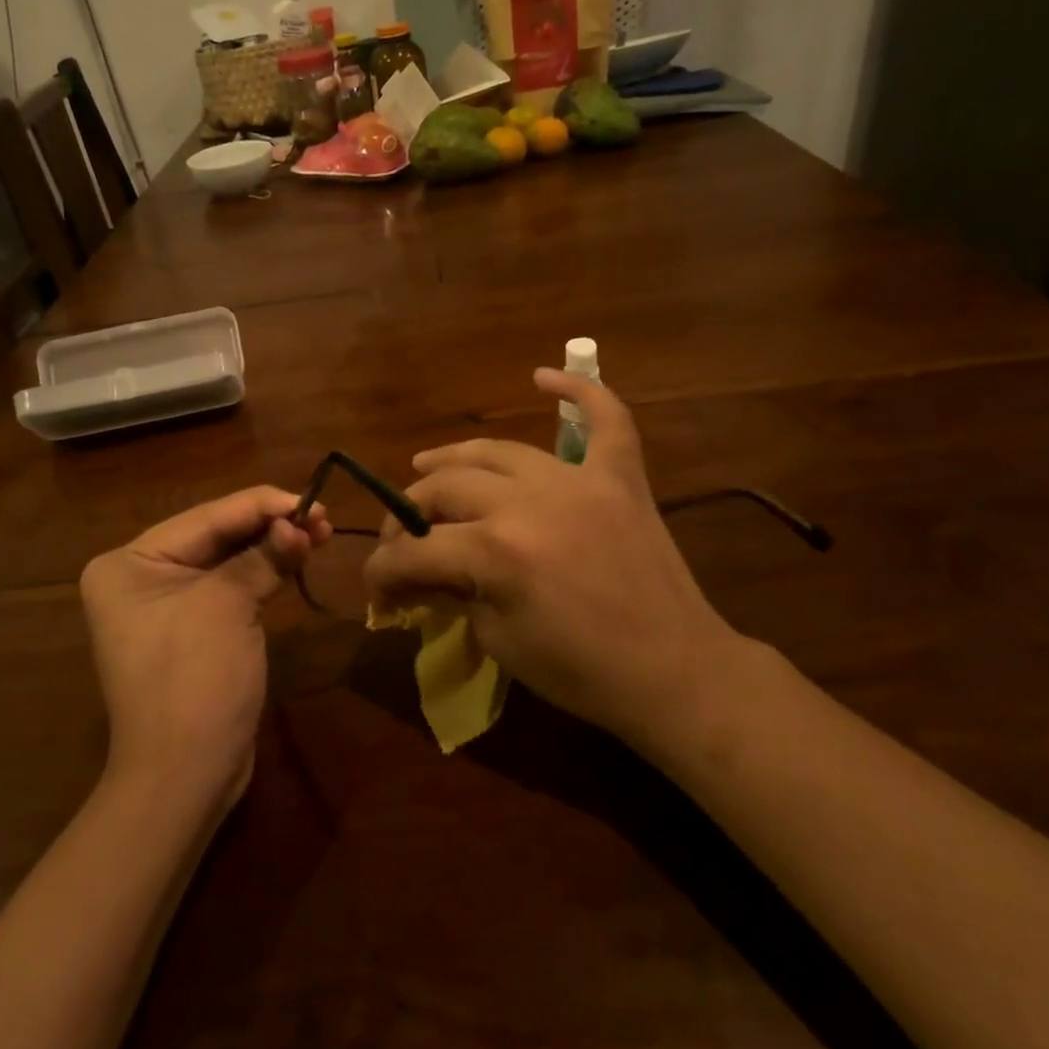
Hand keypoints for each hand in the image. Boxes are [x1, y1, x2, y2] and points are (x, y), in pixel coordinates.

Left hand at [80, 486, 329, 811]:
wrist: (184, 777)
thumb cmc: (194, 680)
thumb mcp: (227, 605)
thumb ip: (263, 555)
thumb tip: (299, 523)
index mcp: (129, 562)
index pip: (206, 518)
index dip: (262, 505)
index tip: (312, 498)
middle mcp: (140, 576)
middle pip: (216, 536)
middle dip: (270, 525)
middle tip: (323, 516)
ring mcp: (165, 605)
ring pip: (228, 560)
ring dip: (273, 546)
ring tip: (321, 532)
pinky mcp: (192, 629)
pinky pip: (230, 588)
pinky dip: (263, 573)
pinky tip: (296, 558)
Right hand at [363, 370, 747, 748]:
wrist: (674, 672)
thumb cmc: (581, 672)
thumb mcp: (498, 642)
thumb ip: (452, 595)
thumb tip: (417, 577)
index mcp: (495, 552)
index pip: (415, 551)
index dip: (382, 571)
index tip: (374, 588)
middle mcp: (528, 502)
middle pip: (445, 490)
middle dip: (409, 516)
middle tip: (402, 538)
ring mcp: (578, 482)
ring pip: (498, 452)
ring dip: (454, 458)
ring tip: (426, 466)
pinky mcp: (620, 478)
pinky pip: (605, 420)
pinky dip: (580, 392)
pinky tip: (543, 376)